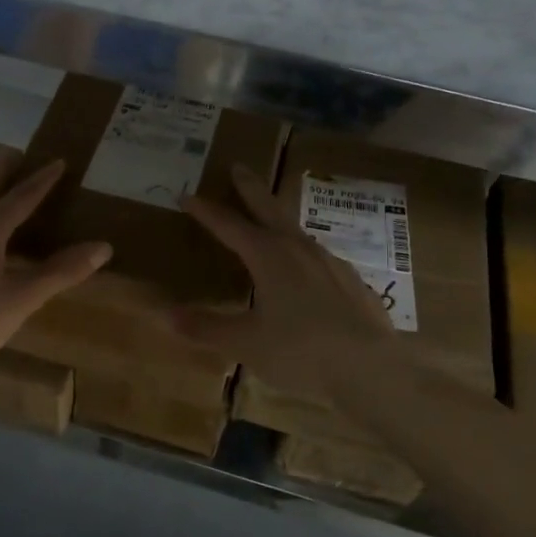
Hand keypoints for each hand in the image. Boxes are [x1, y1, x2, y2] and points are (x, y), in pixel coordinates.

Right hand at [173, 165, 402, 407]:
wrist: (370, 369)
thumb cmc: (300, 352)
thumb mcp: (246, 343)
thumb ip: (206, 328)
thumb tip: (165, 315)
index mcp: (268, 257)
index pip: (229, 225)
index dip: (206, 211)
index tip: (187, 195)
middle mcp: (298, 249)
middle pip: (269, 209)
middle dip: (250, 188)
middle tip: (239, 167)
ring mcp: (329, 262)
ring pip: (296, 230)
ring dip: (277, 218)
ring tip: (268, 219)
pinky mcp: (351, 280)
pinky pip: (318, 256)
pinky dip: (302, 252)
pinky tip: (304, 269)